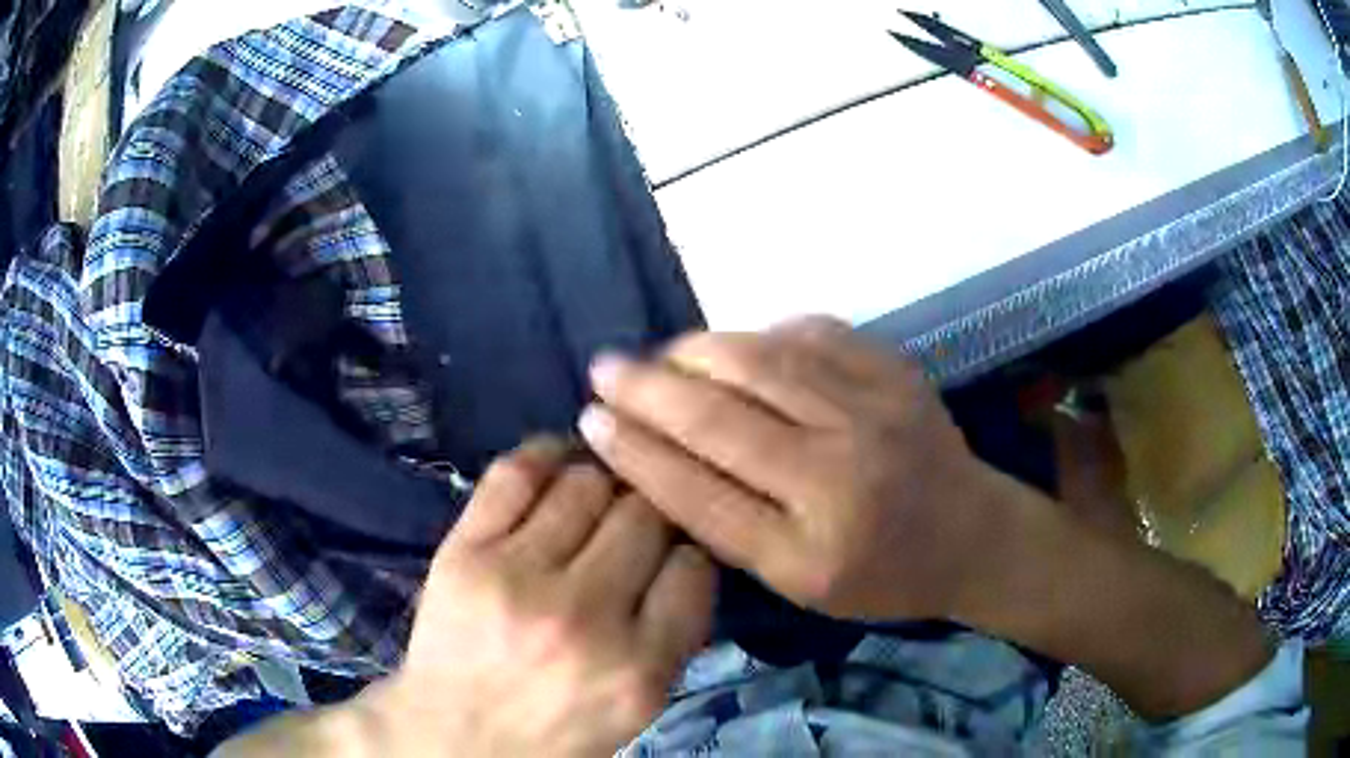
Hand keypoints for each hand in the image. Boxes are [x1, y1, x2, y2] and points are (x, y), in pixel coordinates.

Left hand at [370, 438, 715, 756]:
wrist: (452, 738)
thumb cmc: (554, 732)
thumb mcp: (637, 709)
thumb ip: (674, 636)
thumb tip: (687, 555)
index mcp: (636, 669)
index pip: (693, 568)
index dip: (689, 550)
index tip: (675, 553)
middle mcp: (581, 618)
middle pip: (644, 515)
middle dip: (652, 511)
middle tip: (638, 520)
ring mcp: (515, 578)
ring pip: (587, 483)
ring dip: (604, 482)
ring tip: (599, 495)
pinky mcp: (464, 552)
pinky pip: (516, 473)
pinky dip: (546, 455)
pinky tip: (558, 465)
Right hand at [578, 316, 1015, 621]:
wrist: (969, 534)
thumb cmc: (880, 576)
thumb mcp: (798, 583)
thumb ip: (730, 526)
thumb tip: (657, 453)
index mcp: (810, 552)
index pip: (699, 493)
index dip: (636, 453)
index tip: (591, 421)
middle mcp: (841, 476)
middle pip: (720, 419)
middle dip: (648, 389)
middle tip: (603, 369)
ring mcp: (873, 412)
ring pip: (758, 363)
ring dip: (693, 352)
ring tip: (658, 354)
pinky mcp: (893, 370)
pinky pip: (808, 333)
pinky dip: (758, 334)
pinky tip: (733, 345)